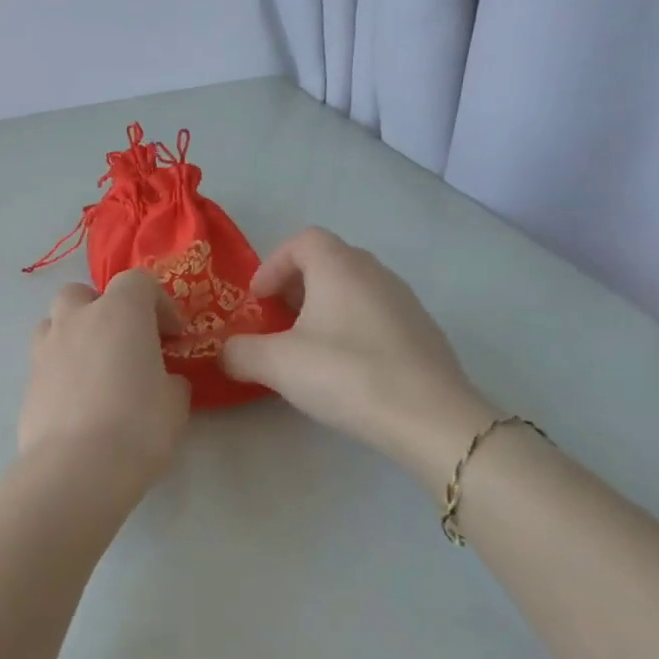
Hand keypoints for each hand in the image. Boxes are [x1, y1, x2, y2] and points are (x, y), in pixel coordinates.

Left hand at [20, 270, 190, 488]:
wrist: (76, 468)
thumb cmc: (138, 427)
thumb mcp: (175, 404)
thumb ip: (170, 381)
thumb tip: (163, 381)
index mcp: (120, 312)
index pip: (138, 282)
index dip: (158, 304)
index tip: (172, 336)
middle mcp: (77, 319)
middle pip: (83, 293)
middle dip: (103, 310)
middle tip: (123, 344)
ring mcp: (45, 349)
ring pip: (55, 323)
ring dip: (74, 335)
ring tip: (94, 369)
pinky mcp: (26, 382)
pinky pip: (45, 362)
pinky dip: (60, 371)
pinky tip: (76, 403)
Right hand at [221, 228, 490, 490]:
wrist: (430, 418)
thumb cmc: (346, 374)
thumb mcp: (276, 364)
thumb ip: (240, 352)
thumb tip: (227, 353)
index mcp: (340, 267)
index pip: (303, 240)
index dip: (273, 264)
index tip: (258, 301)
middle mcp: (375, 273)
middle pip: (329, 262)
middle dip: (295, 287)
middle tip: (277, 323)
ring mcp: (405, 302)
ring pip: (354, 290)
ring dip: (324, 309)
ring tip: (308, 349)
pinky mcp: (423, 333)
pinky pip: (376, 316)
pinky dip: (351, 329)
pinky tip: (346, 370)